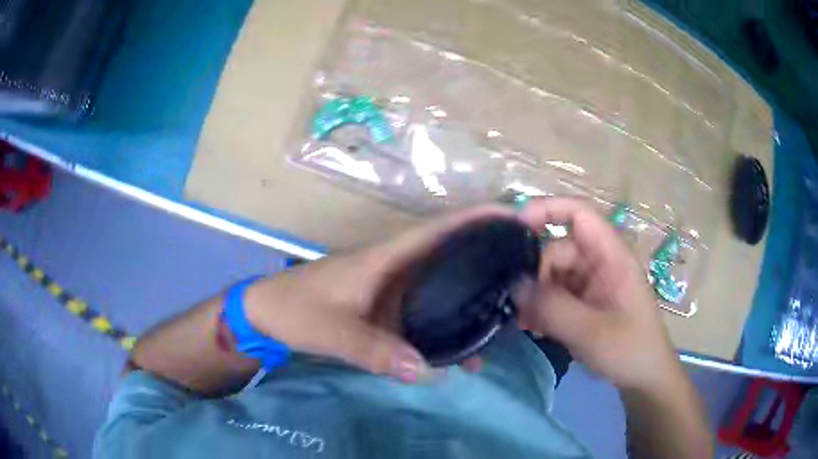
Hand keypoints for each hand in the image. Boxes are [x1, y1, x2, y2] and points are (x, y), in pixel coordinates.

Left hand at [244, 205, 514, 382]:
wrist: (266, 315)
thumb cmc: (294, 310)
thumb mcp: (331, 331)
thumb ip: (374, 349)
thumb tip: (426, 371)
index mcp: (385, 259)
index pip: (438, 230)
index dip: (476, 217)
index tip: (514, 215)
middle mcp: (396, 270)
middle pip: (450, 255)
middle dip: (488, 256)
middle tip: (527, 271)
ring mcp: (393, 292)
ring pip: (442, 287)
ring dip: (473, 295)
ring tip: (509, 315)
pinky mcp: (387, 311)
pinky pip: (427, 314)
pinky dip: (448, 325)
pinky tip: (467, 349)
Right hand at [514, 198, 679, 391]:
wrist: (645, 379)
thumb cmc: (630, 350)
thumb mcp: (591, 331)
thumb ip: (552, 306)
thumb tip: (514, 283)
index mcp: (612, 256)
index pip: (579, 214)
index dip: (547, 209)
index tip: (515, 227)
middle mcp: (600, 263)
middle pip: (559, 249)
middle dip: (536, 274)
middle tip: (520, 305)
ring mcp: (592, 283)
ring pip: (553, 275)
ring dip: (536, 295)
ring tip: (525, 322)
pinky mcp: (585, 303)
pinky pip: (556, 295)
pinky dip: (542, 308)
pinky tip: (534, 328)